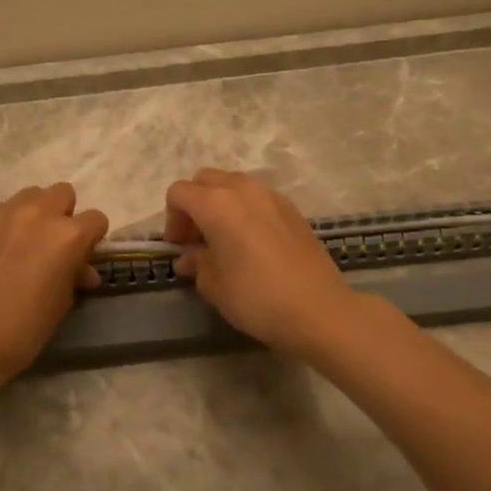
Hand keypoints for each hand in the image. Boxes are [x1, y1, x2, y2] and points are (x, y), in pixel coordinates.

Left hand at [0, 183, 108, 389]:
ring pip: (31, 195)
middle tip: (53, 245)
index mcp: (69, 236)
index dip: (92, 239)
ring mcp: (4, 212)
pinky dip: (6, 224)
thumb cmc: (24, 329)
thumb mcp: (62, 303)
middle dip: (64, 215)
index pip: (96, 220)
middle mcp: (39, 213)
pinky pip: (1, 210)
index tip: (82, 257)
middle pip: (63, 193)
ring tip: (23, 243)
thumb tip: (82, 270)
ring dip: (35, 213)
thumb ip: (75, 275)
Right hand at [164, 169, 358, 355]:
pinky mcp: (292, 209)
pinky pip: (257, 198)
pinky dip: (245, 211)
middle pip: (205, 180)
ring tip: (225, 240)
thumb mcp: (214, 286)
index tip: (180, 247)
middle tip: (197, 240)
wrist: (318, 310)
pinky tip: (252, 243)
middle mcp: (243, 189)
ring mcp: (271, 196)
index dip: (171, 219)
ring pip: (233, 185)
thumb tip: (190, 257)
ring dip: (220, 205)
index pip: (179, 193)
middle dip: (194, 204)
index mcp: (216, 204)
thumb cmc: (256, 298)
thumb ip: (196, 263)